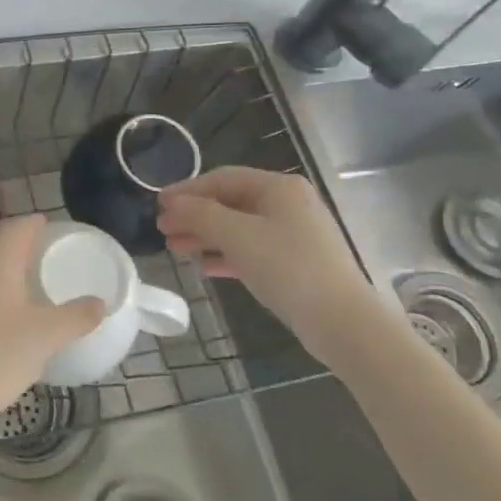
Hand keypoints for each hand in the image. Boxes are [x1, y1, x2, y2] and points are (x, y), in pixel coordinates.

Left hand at [0, 215, 103, 436]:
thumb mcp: (45, 337)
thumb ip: (76, 316)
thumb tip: (100, 303)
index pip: (19, 228)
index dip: (36, 224)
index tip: (52, 225)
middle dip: (21, 246)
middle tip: (46, 255)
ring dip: (4, 268)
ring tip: (27, 282)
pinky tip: (1, 311)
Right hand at [157, 167, 384, 365]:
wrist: (343, 322)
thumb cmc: (288, 268)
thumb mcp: (238, 236)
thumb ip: (200, 215)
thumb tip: (171, 203)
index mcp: (279, 187)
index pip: (223, 178)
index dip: (187, 190)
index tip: (158, 204)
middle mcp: (289, 204)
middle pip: (230, 202)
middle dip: (194, 215)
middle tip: (162, 230)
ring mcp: (295, 234)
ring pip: (239, 228)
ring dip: (206, 236)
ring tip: (176, 250)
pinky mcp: (296, 263)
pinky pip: (252, 250)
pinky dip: (226, 255)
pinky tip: (204, 267)